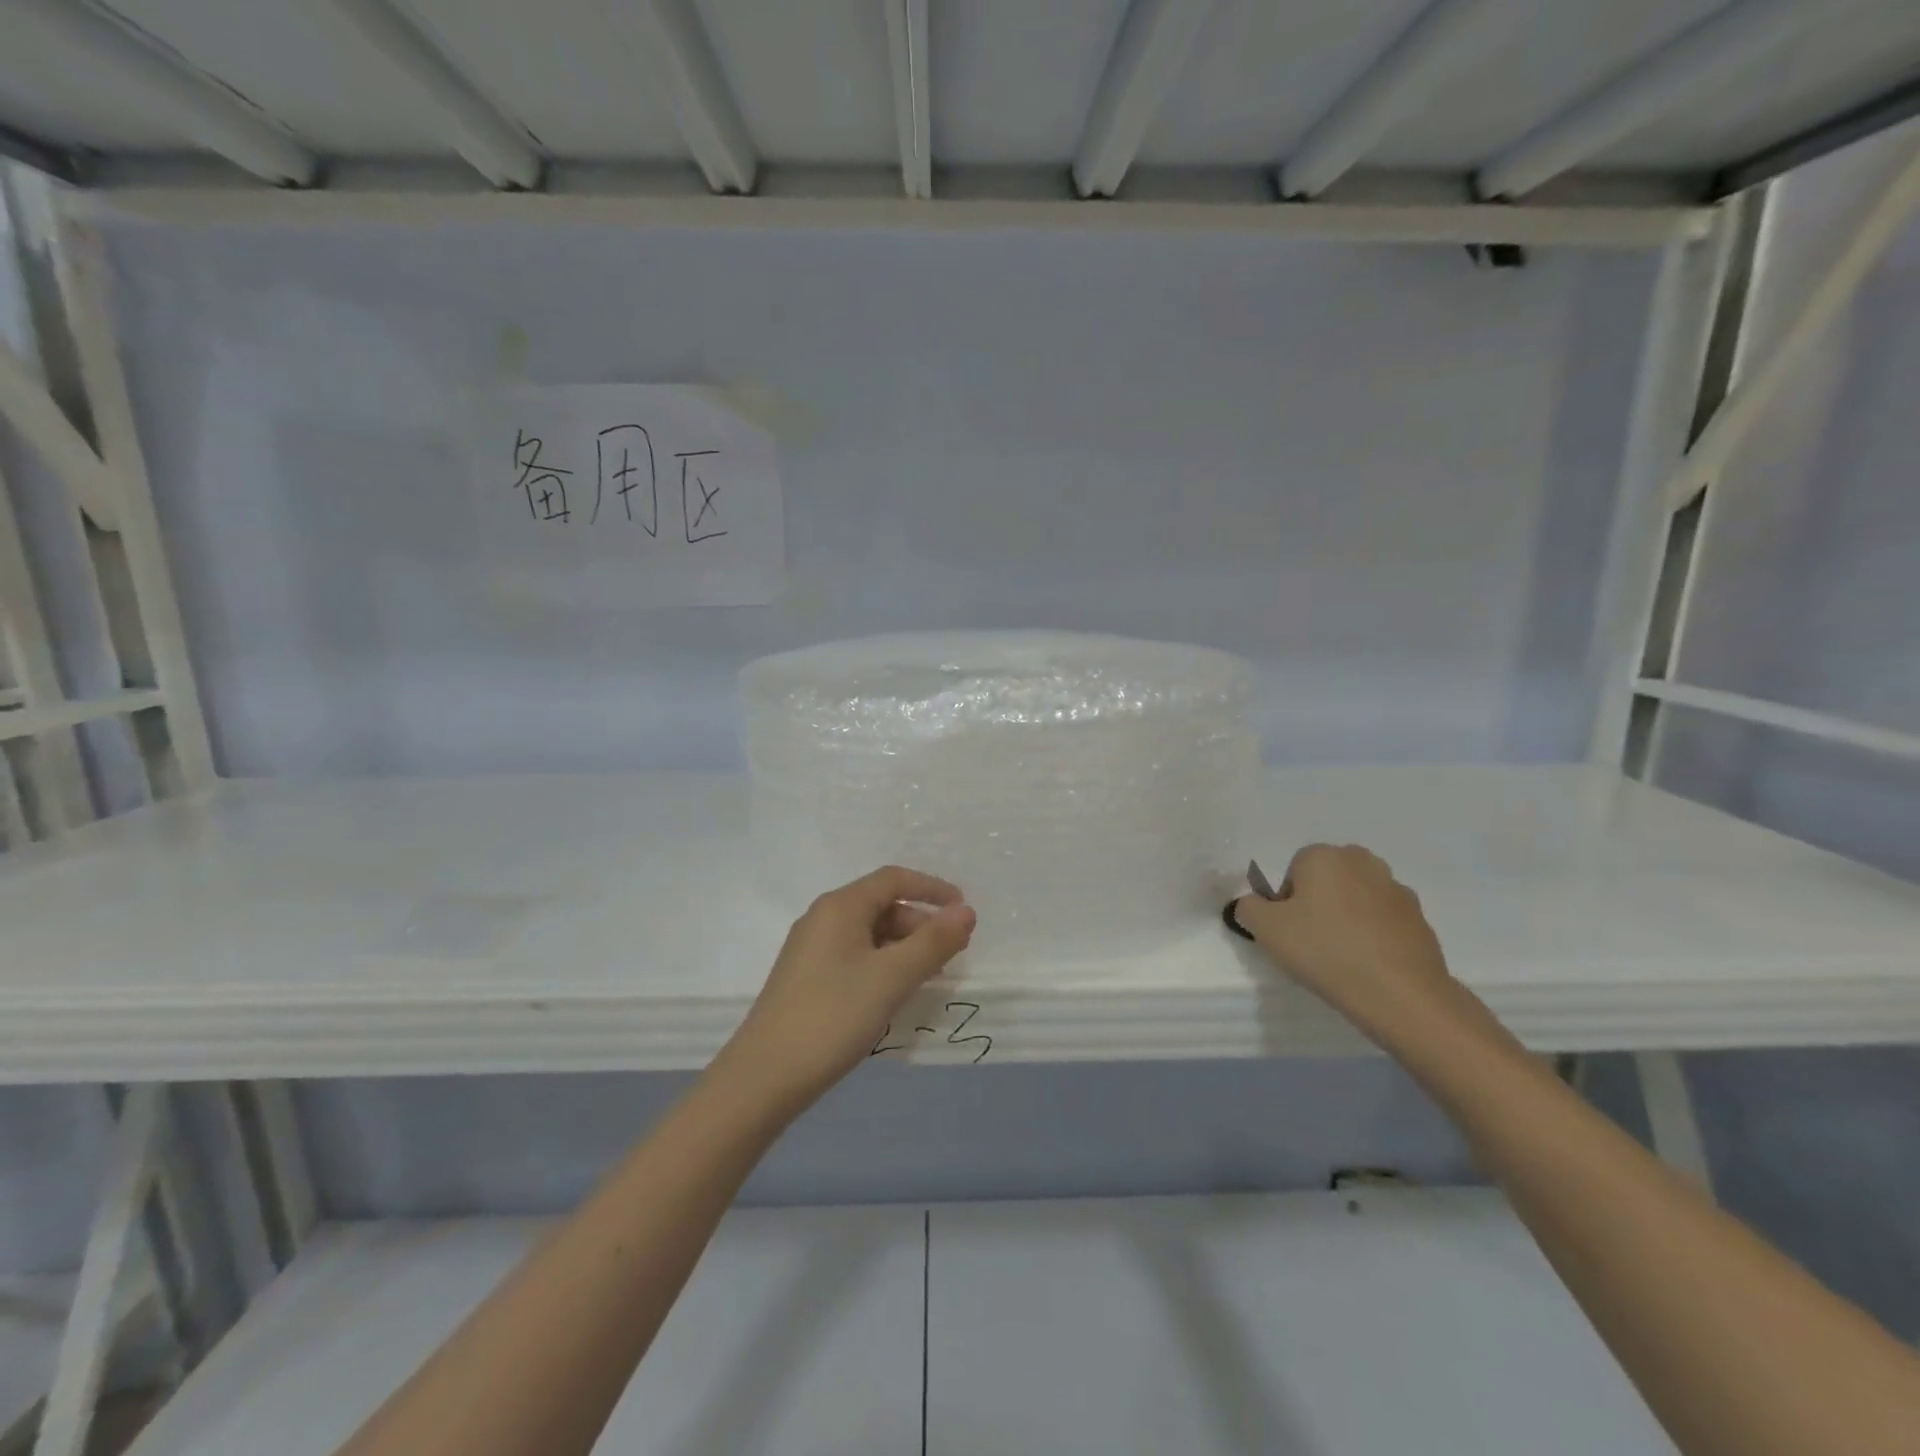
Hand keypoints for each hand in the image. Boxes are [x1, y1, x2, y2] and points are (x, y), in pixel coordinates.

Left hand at [722, 865, 976, 1104]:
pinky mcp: (807, 978)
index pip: (894, 879)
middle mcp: (823, 918)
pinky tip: (895, 994)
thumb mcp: (892, 977)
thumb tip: (967, 911)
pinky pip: (855, 956)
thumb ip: (933, 943)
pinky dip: (883, 965)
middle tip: (951, 954)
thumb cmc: (833, 1016)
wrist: (764, 1077)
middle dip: (921, 924)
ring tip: (929, 977)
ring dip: (904, 947)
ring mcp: (811, 949)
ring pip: (869, 934)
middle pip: (882, 905)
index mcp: (840, 906)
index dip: (932, 888)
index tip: (963, 910)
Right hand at [1232, 843, 1466, 1047]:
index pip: (1293, 871)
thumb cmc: (1324, 950)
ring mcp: (1396, 890)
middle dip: (1318, 904)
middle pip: (1327, 880)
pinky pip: (1383, 921)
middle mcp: (1362, 862)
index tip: (1290, 932)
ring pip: (1357, 899)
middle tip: (1312, 941)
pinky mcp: (1420, 919)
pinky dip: (1374, 936)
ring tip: (1342, 957)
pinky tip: (1369, 965)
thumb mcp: (1265, 929)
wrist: (1400, 994)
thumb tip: (1253, 904)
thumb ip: (1248, 908)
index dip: (1286, 902)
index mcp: (1324, 856)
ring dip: (1347, 918)